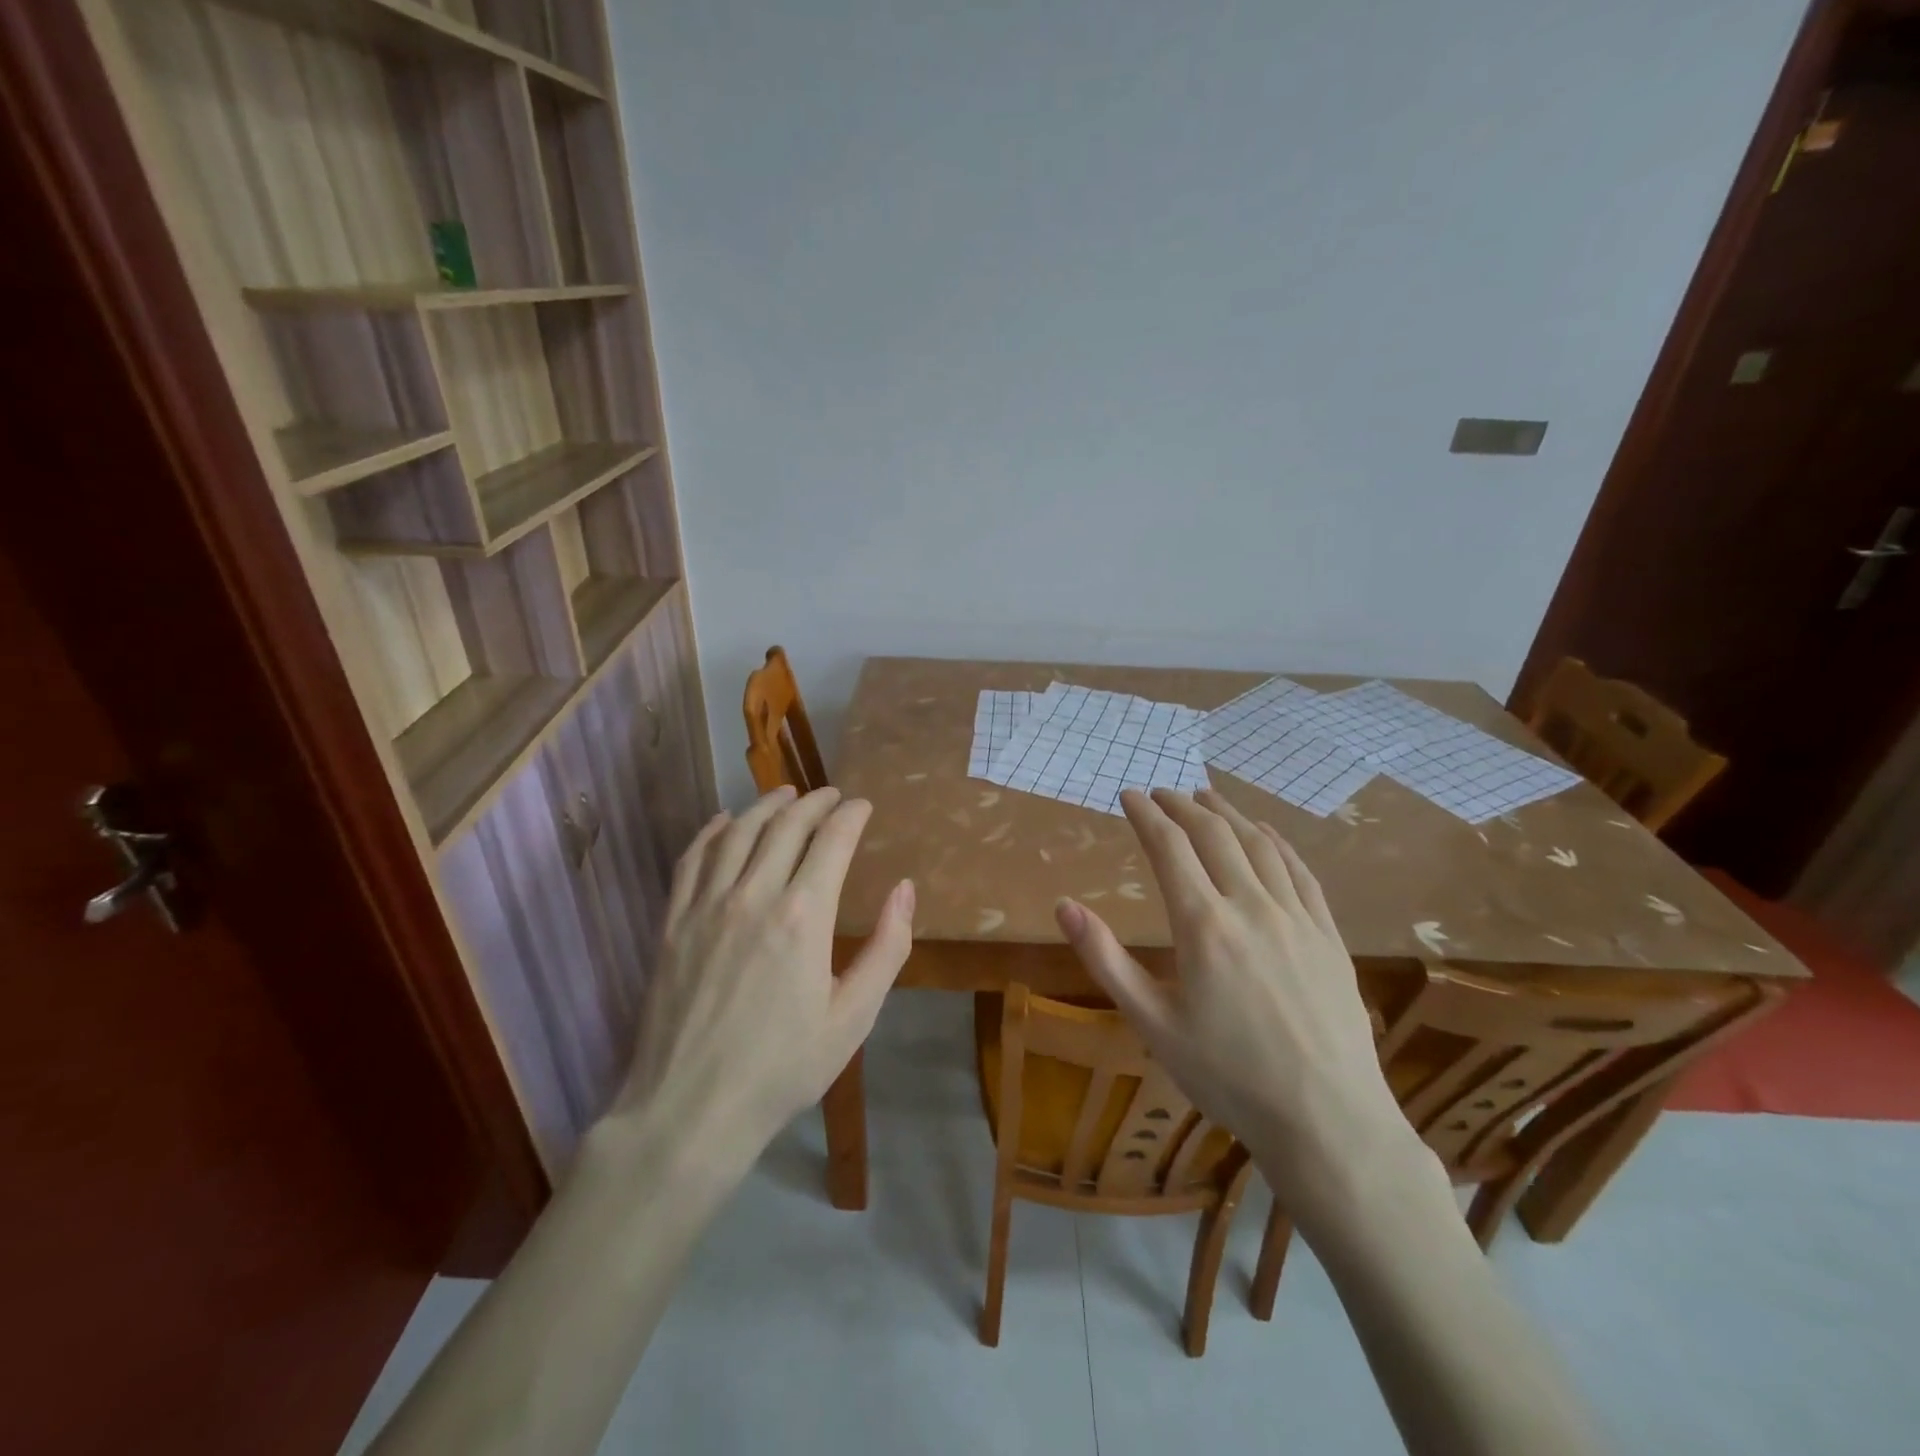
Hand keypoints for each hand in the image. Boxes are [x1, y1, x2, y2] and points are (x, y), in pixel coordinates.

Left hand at [612, 786, 913, 1168]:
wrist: (690, 1110)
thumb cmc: (783, 1068)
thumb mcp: (854, 1017)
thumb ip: (887, 948)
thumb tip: (904, 888)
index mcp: (804, 916)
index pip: (832, 840)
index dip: (851, 815)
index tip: (862, 806)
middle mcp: (754, 895)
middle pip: (786, 825)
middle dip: (814, 802)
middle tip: (831, 795)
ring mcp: (707, 905)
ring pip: (739, 832)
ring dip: (767, 805)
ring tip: (786, 794)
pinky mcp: (673, 922)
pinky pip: (693, 858)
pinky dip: (713, 830)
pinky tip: (725, 821)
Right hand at [1055, 788, 1422, 1230]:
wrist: (1327, 1120)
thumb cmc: (1227, 1076)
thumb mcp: (1152, 1023)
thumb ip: (1106, 959)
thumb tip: (1064, 906)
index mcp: (1203, 925)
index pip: (1168, 847)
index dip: (1145, 815)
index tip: (1128, 795)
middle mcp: (1251, 906)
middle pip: (1213, 834)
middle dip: (1181, 806)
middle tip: (1160, 792)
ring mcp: (1296, 917)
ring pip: (1258, 844)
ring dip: (1227, 813)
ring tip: (1204, 797)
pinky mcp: (1327, 934)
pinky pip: (1299, 870)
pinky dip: (1275, 840)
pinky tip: (1264, 832)